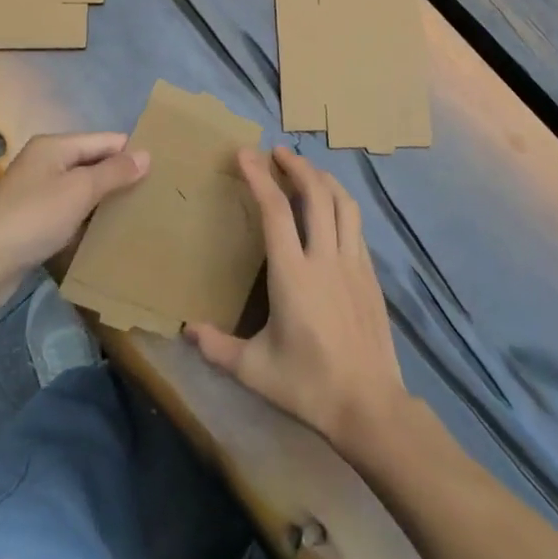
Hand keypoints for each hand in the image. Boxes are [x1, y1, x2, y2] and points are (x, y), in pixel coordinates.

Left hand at [0, 132, 148, 309]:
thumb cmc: (33, 217)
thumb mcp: (79, 190)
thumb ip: (114, 172)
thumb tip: (146, 154)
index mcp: (55, 147)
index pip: (105, 140)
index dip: (132, 153)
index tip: (163, 170)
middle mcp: (46, 164)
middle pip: (93, 164)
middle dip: (121, 178)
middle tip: (156, 195)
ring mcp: (38, 194)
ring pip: (82, 191)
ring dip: (105, 202)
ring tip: (140, 215)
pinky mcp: (33, 223)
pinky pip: (70, 214)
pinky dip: (87, 221)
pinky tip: (108, 235)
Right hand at [187, 147, 407, 452]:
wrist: (370, 406)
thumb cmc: (308, 386)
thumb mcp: (255, 371)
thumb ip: (218, 347)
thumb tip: (187, 329)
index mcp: (293, 275)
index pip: (275, 211)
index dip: (260, 178)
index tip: (245, 154)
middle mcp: (325, 258)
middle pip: (316, 193)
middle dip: (296, 165)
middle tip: (277, 152)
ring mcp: (353, 263)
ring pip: (343, 203)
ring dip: (323, 178)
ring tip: (306, 169)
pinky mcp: (370, 274)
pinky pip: (355, 224)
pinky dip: (341, 204)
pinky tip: (332, 209)